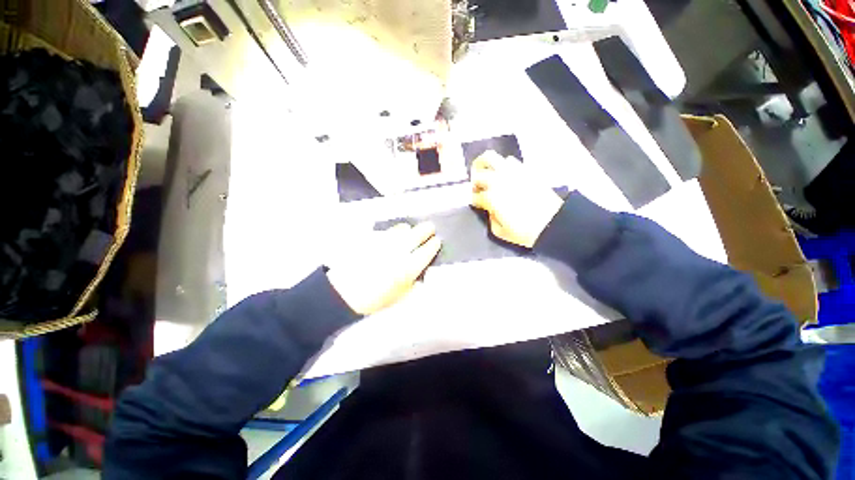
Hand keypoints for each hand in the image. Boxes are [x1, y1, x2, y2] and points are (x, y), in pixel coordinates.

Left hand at [326, 222, 441, 314]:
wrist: (345, 293)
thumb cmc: (375, 299)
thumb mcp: (401, 297)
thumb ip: (414, 285)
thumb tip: (421, 275)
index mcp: (408, 267)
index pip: (427, 251)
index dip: (434, 245)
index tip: (436, 241)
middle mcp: (399, 252)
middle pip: (417, 234)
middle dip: (426, 229)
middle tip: (430, 227)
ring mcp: (385, 243)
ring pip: (402, 229)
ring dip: (409, 229)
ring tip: (410, 230)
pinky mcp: (372, 239)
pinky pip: (386, 231)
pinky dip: (392, 232)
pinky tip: (392, 235)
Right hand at [470, 151, 562, 247]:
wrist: (553, 222)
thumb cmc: (524, 231)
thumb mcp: (500, 232)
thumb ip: (490, 218)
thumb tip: (490, 210)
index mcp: (491, 197)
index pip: (476, 196)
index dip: (474, 201)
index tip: (476, 204)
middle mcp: (498, 181)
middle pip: (478, 174)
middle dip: (474, 182)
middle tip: (477, 188)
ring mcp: (511, 172)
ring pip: (490, 158)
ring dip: (484, 166)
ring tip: (487, 174)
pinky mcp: (524, 169)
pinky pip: (509, 160)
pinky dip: (502, 165)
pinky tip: (504, 175)